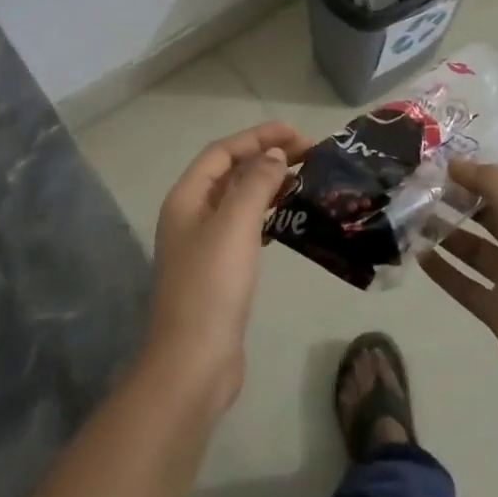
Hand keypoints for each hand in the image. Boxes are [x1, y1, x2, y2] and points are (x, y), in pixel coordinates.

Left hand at [144, 121, 310, 411]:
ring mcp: (203, 245)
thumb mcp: (235, 226)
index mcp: (187, 198)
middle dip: (266, 158)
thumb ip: (255, 183)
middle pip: (230, 173)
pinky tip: (289, 220)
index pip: (223, 152)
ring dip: (268, 186)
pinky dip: (267, 216)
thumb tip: (273, 154)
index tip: (297, 134)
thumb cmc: (212, 286)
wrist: (194, 362)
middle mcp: (191, 216)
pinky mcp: (219, 271)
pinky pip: (245, 229)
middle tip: (310, 156)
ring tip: (305, 181)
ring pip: (239, 201)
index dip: (257, 137)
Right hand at [423, 159, 497, 401]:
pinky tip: (417, 256)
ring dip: (445, 233)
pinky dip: (443, 270)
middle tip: (416, 188)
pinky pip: (464, 284)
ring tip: (410, 218)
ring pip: (473, 248)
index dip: (474, 170)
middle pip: (488, 214)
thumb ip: (489, 181)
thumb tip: (455, 163)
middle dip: (456, 200)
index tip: (435, 162)